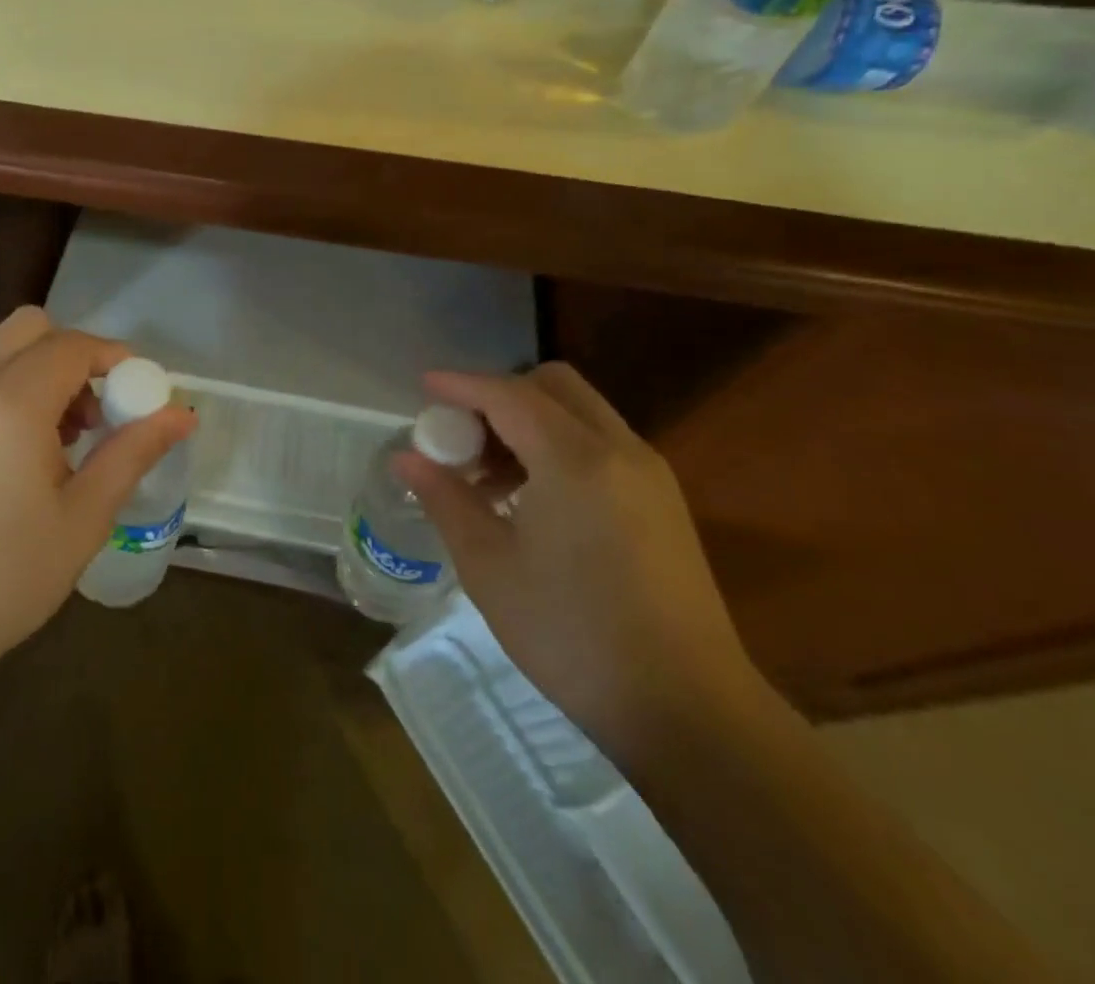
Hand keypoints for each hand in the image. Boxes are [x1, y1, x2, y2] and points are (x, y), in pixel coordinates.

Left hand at [0, 307, 195, 691]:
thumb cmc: (3, 577)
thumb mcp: (84, 517)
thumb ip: (133, 452)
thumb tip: (183, 414)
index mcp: (13, 402)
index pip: (73, 346)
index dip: (114, 358)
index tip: (138, 394)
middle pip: (32, 328)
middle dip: (74, 354)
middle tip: (94, 412)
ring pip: (0, 346)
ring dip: (39, 366)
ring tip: (58, 434)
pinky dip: (9, 382)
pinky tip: (19, 446)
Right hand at [395, 363, 760, 756]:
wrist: (687, 710)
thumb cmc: (571, 634)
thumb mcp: (489, 566)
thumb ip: (445, 499)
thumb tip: (407, 458)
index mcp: (574, 460)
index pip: (508, 394)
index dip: (461, 384)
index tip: (423, 386)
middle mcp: (619, 450)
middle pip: (552, 385)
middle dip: (500, 395)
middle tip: (462, 436)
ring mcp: (649, 474)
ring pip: (580, 412)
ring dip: (529, 421)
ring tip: (489, 478)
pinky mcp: (663, 502)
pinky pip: (601, 443)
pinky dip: (559, 445)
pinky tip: (532, 499)